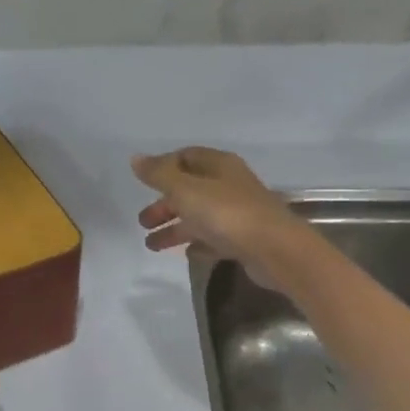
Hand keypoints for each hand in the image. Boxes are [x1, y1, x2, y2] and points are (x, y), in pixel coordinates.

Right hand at [133, 147, 303, 280]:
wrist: (274, 250)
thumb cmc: (226, 213)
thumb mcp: (185, 190)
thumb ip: (159, 175)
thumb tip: (135, 158)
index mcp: (218, 165)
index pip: (186, 156)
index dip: (163, 167)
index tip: (143, 184)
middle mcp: (229, 185)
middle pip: (190, 189)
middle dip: (164, 204)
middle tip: (143, 221)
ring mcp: (238, 213)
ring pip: (200, 216)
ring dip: (175, 228)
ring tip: (152, 246)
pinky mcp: (244, 239)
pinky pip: (215, 238)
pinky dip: (199, 243)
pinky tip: (187, 254)